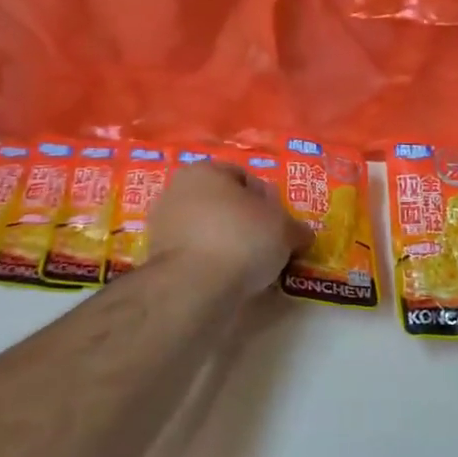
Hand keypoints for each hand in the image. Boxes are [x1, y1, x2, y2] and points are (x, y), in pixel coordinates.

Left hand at [149, 162, 309, 297]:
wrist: (194, 286)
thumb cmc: (242, 239)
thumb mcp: (283, 229)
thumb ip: (295, 228)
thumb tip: (301, 235)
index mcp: (204, 170)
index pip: (244, 178)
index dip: (267, 201)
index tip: (279, 225)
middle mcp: (177, 190)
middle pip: (222, 204)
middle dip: (244, 222)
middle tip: (267, 246)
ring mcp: (162, 225)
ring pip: (206, 230)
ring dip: (226, 244)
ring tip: (249, 267)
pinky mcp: (156, 258)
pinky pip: (194, 255)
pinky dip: (210, 263)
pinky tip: (227, 279)